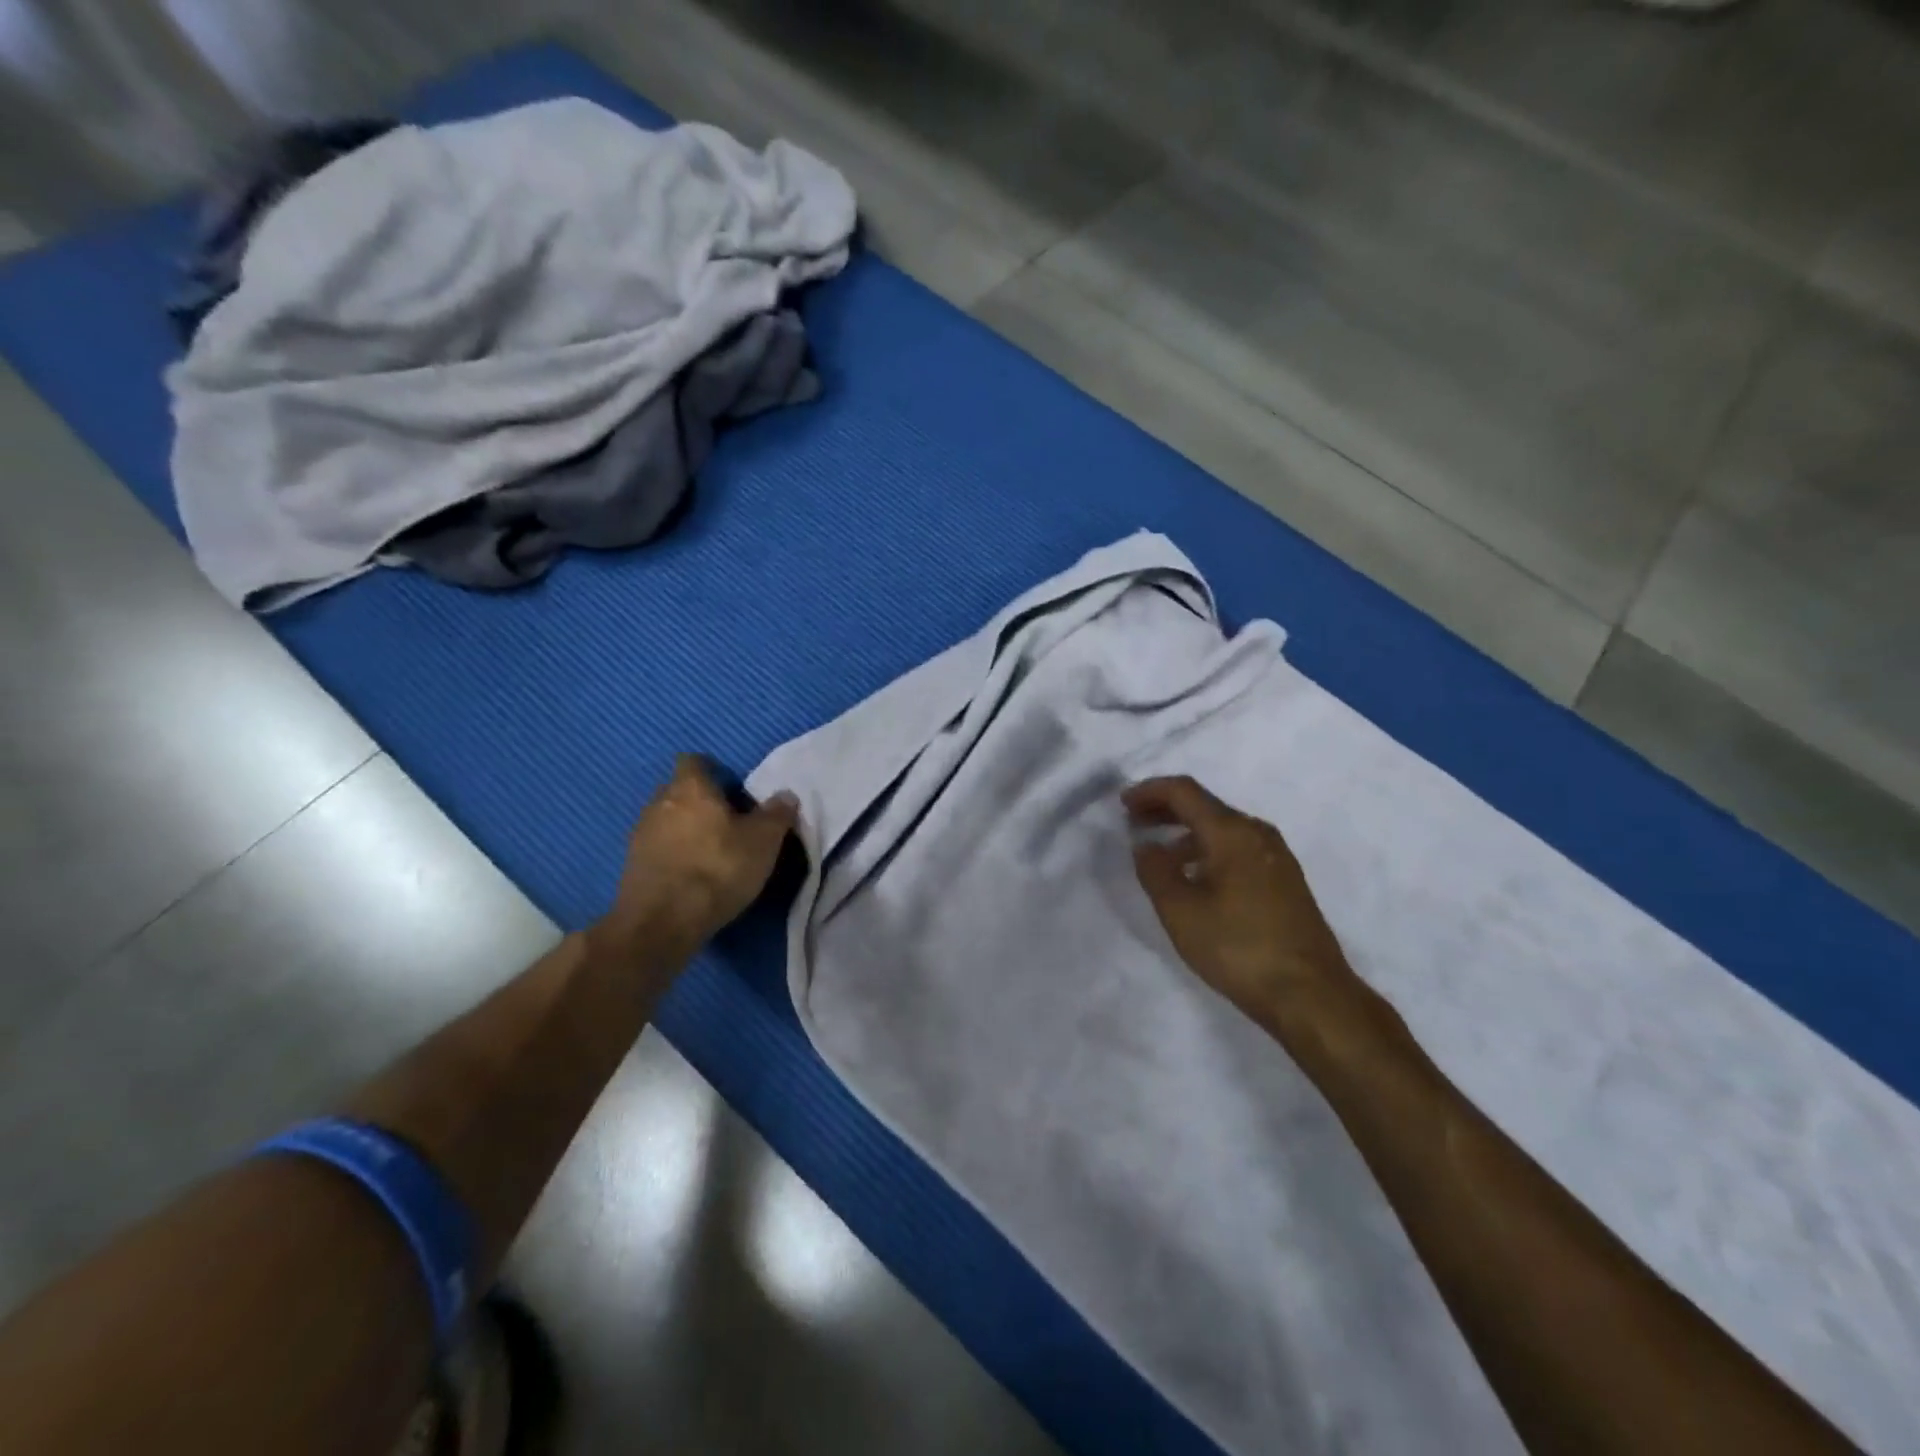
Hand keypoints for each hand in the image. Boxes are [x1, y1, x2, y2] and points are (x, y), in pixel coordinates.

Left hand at [596, 756, 798, 968]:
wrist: (662, 922)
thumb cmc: (718, 869)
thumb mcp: (763, 842)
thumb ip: (776, 814)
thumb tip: (786, 795)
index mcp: (690, 787)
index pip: (694, 761)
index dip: (713, 770)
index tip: (732, 789)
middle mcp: (659, 802)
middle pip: (680, 790)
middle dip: (700, 801)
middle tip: (728, 821)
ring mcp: (640, 834)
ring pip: (667, 820)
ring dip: (685, 829)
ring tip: (710, 851)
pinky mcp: (631, 865)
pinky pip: (657, 847)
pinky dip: (673, 854)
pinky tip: (691, 874)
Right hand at [1125, 776, 1356, 1026]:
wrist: (1311, 995)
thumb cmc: (1238, 947)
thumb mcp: (1180, 911)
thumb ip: (1155, 871)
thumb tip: (1145, 846)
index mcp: (1232, 832)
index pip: (1185, 792)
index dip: (1150, 791)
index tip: (1123, 804)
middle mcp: (1257, 834)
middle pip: (1205, 806)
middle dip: (1165, 809)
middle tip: (1134, 822)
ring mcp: (1276, 857)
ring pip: (1223, 829)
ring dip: (1186, 833)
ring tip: (1159, 855)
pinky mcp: (1285, 881)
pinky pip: (1238, 849)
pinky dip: (1208, 850)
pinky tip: (1195, 878)